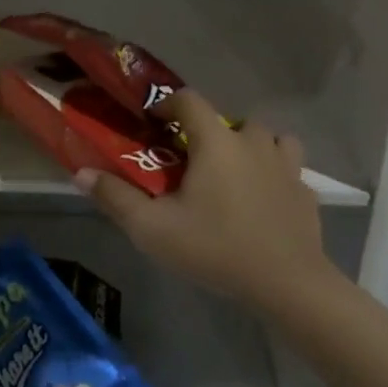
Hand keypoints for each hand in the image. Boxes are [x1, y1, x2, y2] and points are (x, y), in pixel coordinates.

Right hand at [72, 89, 330, 313]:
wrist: (289, 287)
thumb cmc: (216, 248)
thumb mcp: (153, 228)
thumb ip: (115, 197)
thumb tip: (81, 172)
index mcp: (215, 142)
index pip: (189, 99)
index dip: (168, 104)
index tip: (153, 123)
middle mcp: (253, 144)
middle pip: (232, 120)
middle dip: (211, 132)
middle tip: (194, 160)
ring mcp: (286, 168)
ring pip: (270, 139)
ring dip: (252, 147)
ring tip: (235, 174)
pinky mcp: (307, 195)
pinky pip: (290, 171)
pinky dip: (275, 177)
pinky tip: (263, 203)